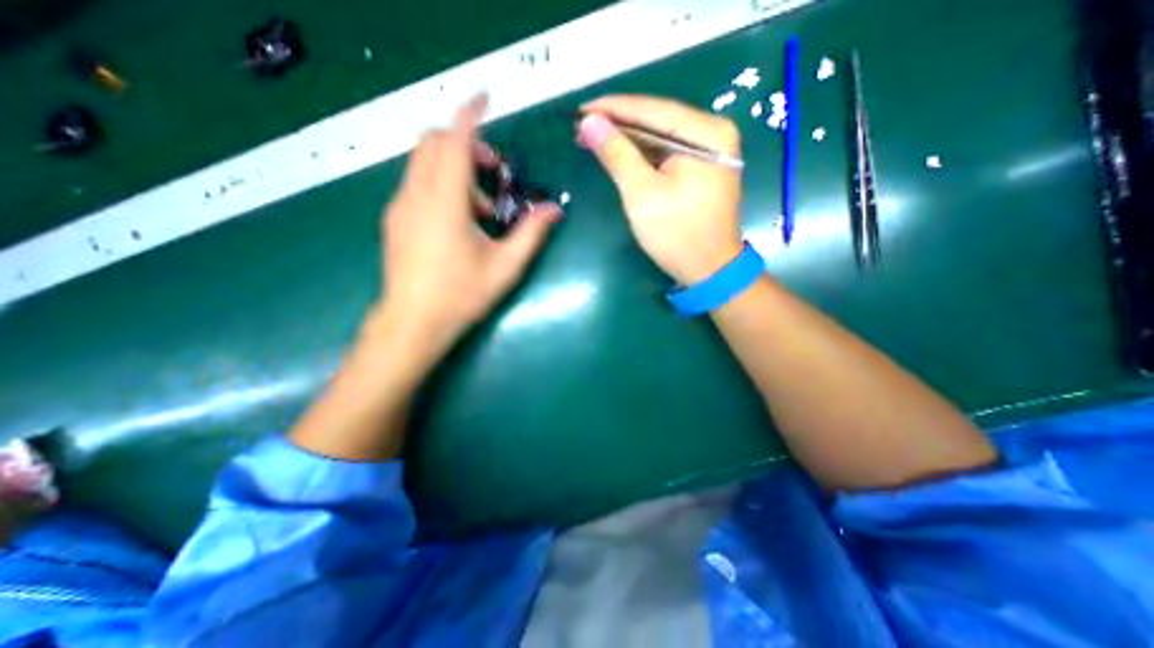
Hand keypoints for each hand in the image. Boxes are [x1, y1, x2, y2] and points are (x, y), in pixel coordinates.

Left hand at [377, 97, 561, 358]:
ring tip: (481, 209)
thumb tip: (555, 210)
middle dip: (467, 145)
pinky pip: (417, 183)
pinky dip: (441, 185)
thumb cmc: (461, 295)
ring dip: (455, 169)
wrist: (412, 324)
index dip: (471, 114)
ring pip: (423, 163)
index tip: (486, 98)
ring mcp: (400, 206)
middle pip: (435, 143)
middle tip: (495, 176)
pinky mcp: (395, 219)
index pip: (455, 140)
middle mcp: (416, 194)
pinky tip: (458, 221)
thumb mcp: (505, 266)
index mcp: (444, 201)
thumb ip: (531, 233)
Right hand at [576, 94, 739, 284]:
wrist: (708, 270)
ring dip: (627, 140)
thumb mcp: (642, 194)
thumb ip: (617, 154)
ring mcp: (710, 151)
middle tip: (582, 127)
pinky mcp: (702, 168)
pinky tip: (619, 154)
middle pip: (657, 120)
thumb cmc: (676, 234)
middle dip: (618, 125)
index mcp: (706, 133)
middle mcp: (713, 133)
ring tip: (593, 138)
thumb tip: (590, 121)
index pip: (652, 110)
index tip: (580, 110)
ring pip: (660, 137)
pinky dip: (642, 155)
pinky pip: (666, 153)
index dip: (613, 108)